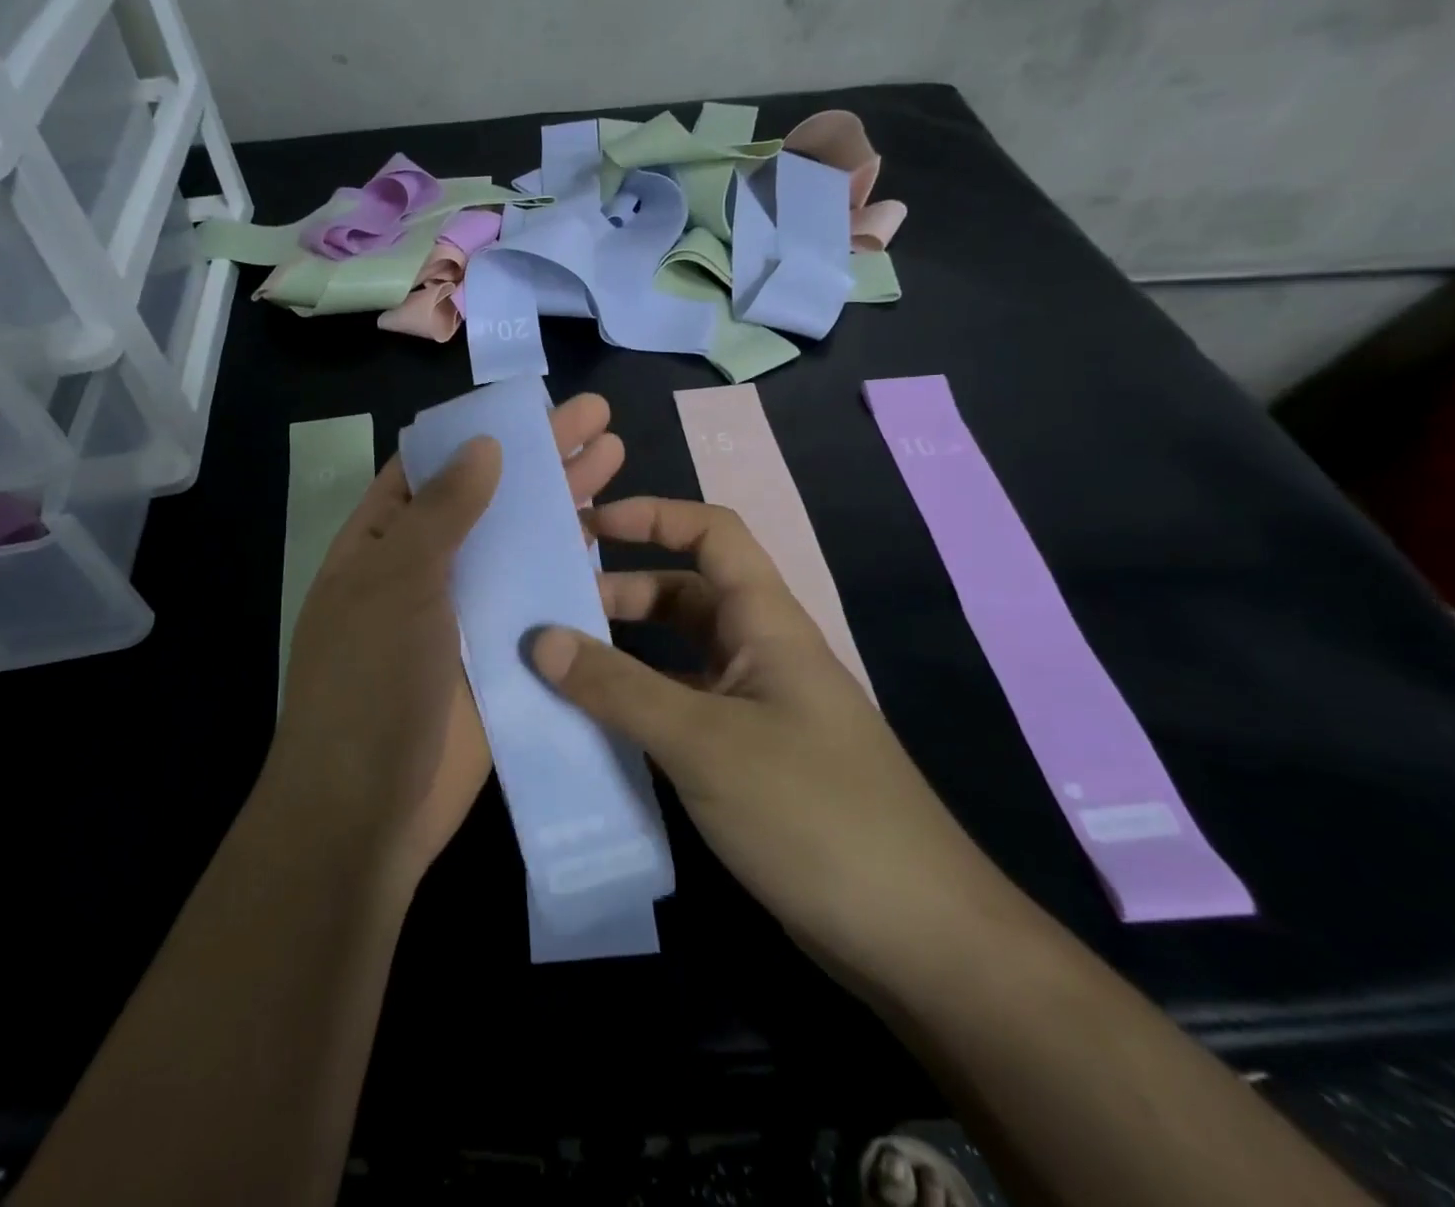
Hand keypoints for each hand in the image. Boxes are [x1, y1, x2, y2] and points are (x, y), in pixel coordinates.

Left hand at [272, 394, 625, 892]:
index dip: (475, 435)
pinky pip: (540, 597)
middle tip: (596, 416)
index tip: (525, 406)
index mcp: (382, 543)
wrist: (372, 806)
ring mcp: (469, 610)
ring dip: (564, 502)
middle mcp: (426, 569)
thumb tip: (482, 444)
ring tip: (615, 455)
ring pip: (522, 543)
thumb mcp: (397, 581)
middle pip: (489, 498)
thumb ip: (442, 511)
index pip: (429, 470)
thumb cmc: (370, 680)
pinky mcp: (504, 651)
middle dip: (539, 457)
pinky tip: (611, 532)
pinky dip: (572, 565)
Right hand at [530, 497, 1017, 993]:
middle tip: (551, 616)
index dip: (651, 516)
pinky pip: (681, 715)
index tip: (586, 528)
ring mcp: (756, 711)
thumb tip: (539, 639)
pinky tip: (593, 734)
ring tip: (556, 673)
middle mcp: (761, 654)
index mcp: (766, 623)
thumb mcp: (704, 741)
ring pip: (677, 661)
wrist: (915, 937)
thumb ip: (618, 688)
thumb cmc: (812, 812)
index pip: (712, 534)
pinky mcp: (748, 762)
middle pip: (684, 598)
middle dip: (620, 595)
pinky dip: (638, 712)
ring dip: (622, 659)